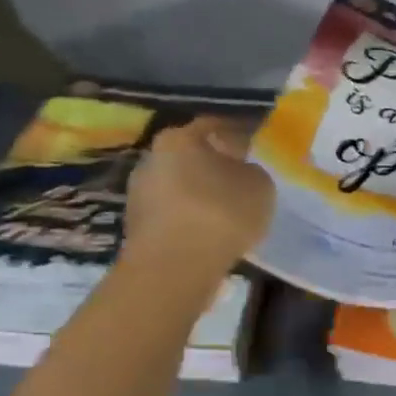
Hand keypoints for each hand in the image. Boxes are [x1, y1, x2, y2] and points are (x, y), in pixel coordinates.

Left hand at [122, 117, 275, 279]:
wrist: (174, 268)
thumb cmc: (220, 214)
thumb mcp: (259, 186)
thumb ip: (252, 172)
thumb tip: (241, 174)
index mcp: (179, 138)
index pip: (213, 127)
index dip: (237, 136)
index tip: (253, 150)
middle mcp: (152, 158)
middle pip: (190, 157)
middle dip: (214, 167)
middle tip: (241, 182)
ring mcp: (139, 194)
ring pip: (179, 188)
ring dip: (200, 197)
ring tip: (227, 214)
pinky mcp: (136, 228)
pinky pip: (172, 216)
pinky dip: (189, 221)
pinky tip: (209, 235)